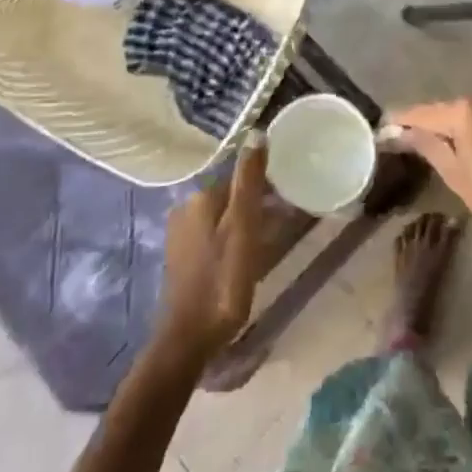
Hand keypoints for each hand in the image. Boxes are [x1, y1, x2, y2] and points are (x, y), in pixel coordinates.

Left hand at [155, 139, 267, 362]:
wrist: (189, 339)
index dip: (267, 183)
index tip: (291, 194)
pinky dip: (233, 237)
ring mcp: (181, 234)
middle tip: (287, 218)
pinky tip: (248, 255)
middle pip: (230, 195)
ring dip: (246, 221)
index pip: (239, 176)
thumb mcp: (243, 227)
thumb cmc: (223, 280)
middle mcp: (186, 208)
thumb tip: (256, 132)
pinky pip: (214, 235)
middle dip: (257, 201)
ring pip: (223, 215)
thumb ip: (249, 180)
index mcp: (201, 197)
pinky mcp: (182, 257)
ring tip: (272, 238)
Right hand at [393, 91, 471, 264]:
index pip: (423, 112)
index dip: (401, 122)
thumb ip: (427, 146)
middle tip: (400, 143)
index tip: (380, 130)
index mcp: (468, 110)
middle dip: (424, 125)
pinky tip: (454, 146)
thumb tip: (397, 132)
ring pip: (462, 113)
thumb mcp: (456, 177)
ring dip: (446, 127)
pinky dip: (466, 128)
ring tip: (423, 148)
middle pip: (444, 110)